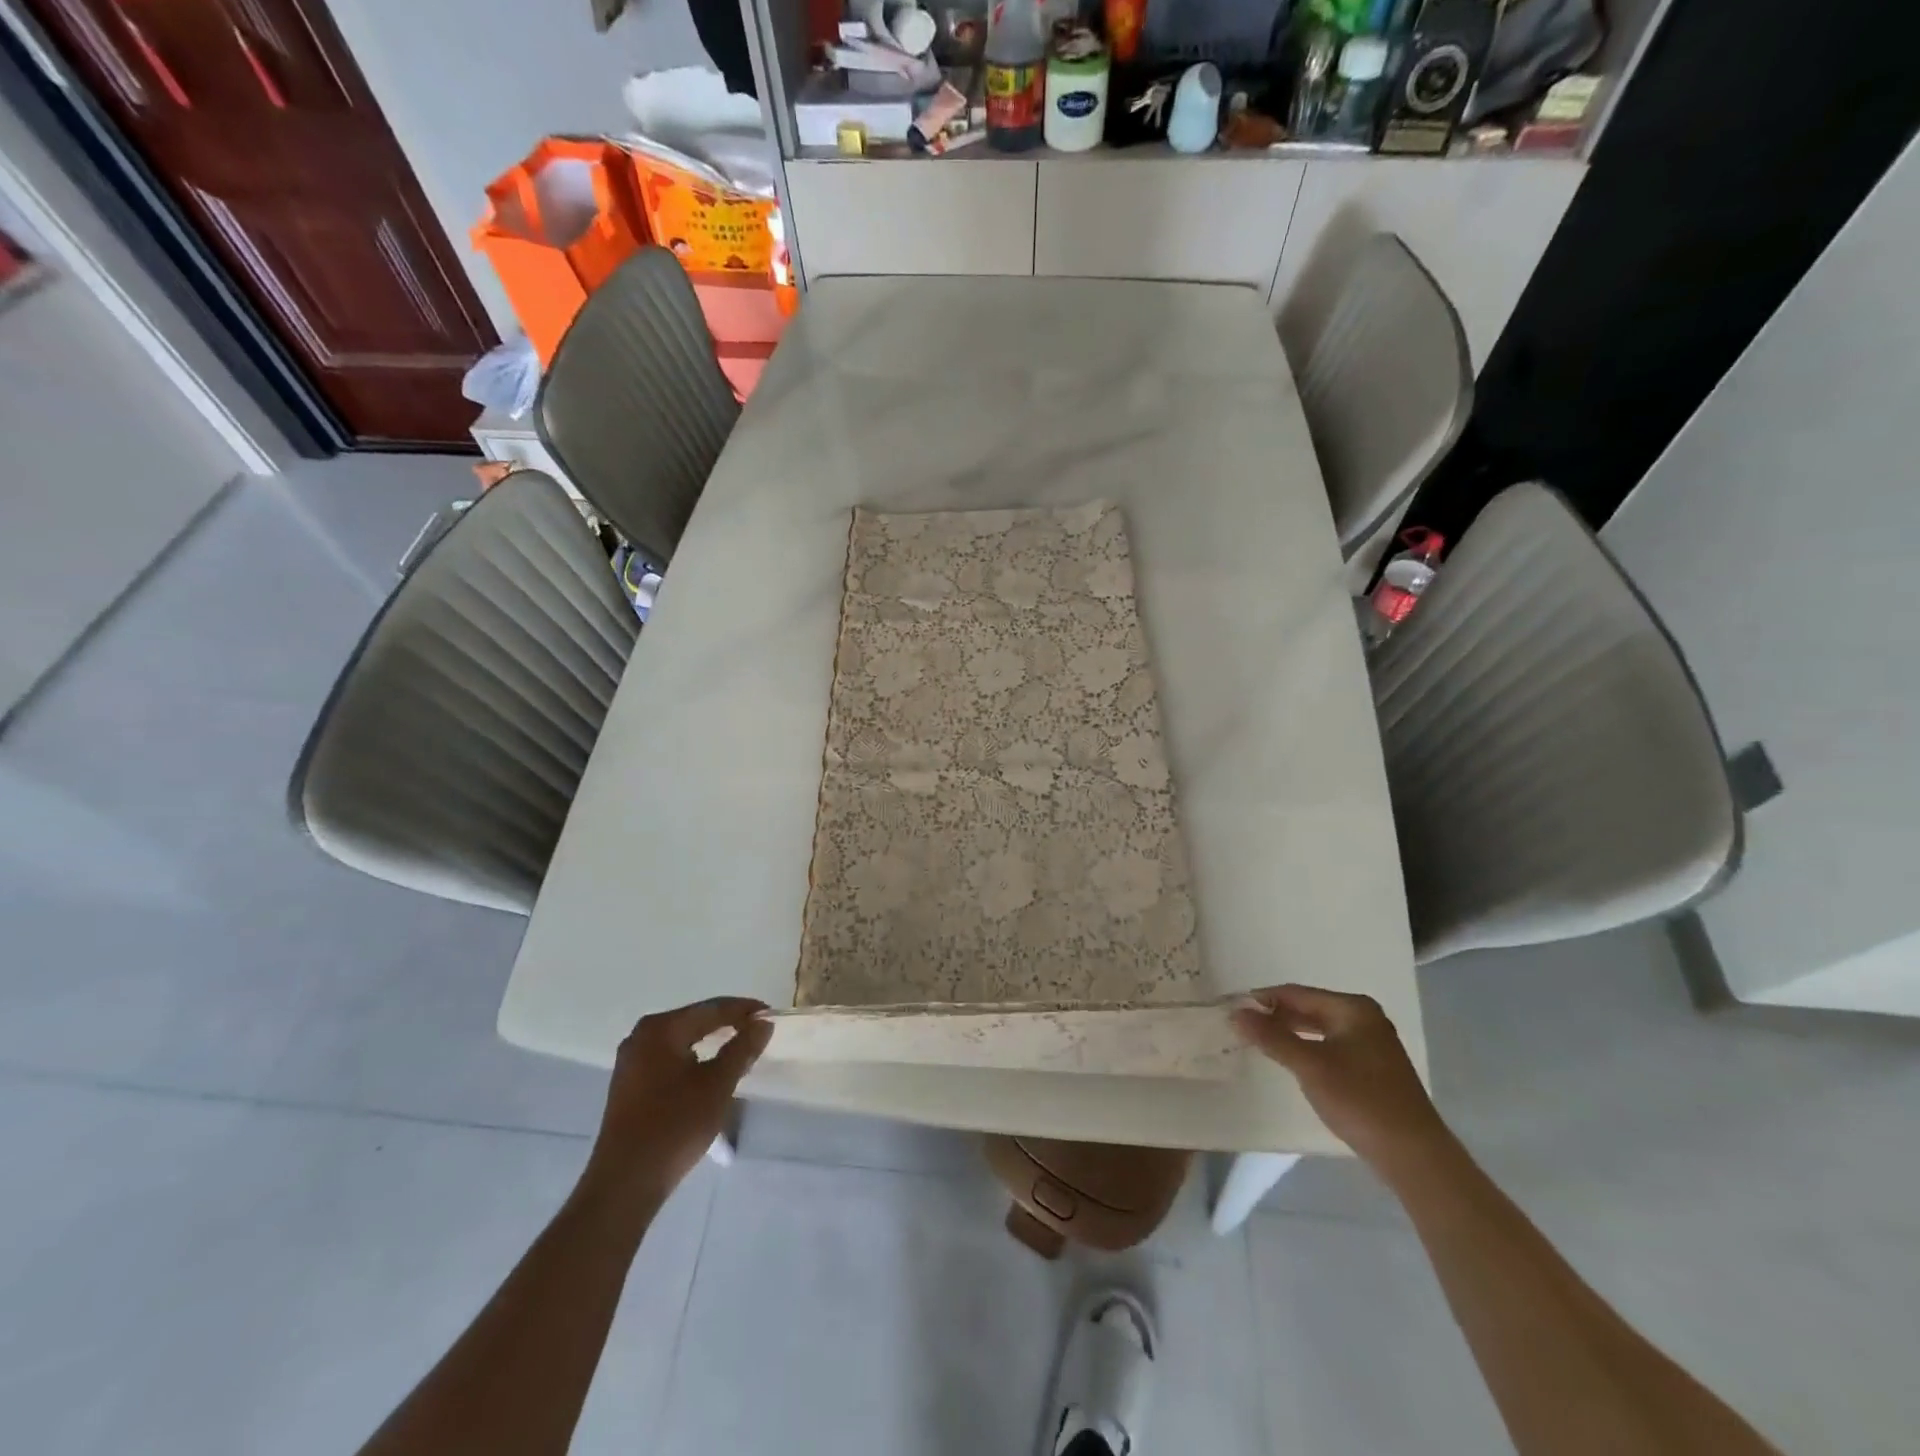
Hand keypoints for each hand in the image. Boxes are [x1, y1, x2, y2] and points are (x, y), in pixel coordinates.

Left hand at [581, 997, 772, 1211]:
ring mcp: (631, 1061)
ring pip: (682, 1040)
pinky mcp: (630, 1084)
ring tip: (740, 1051)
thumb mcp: (718, 1084)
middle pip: (695, 1020)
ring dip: (712, 1042)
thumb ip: (742, 1048)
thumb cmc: (675, 1126)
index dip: (744, 1010)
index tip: (771, 1015)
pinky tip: (711, 1071)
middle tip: (759, 1032)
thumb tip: (763, 1022)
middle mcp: (641, 1036)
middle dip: (728, 1025)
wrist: (626, 1183)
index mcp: (660, 1029)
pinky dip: (694, 1059)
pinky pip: (670, 1058)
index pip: (712, 1008)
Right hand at [1232, 984, 1452, 1179]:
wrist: (1414, 1156)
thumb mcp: (1309, 1066)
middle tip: (1241, 1026)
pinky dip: (1307, 1047)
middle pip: (1308, 1008)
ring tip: (1258, 1041)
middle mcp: (1364, 1017)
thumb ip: (1271, 1037)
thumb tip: (1236, 1012)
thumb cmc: (1360, 1101)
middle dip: (1275, 1016)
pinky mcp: (1373, 1067)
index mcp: (1352, 1008)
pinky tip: (1290, 1060)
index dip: (1262, 999)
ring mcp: (1372, 1043)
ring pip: (1319, 1028)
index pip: (1296, 993)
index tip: (1231, 1008)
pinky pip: (1330, 1045)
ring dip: (1289, 1032)